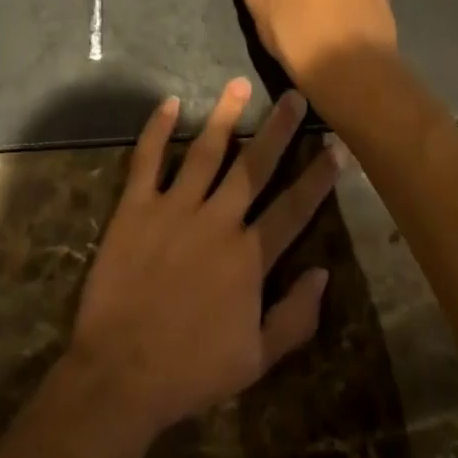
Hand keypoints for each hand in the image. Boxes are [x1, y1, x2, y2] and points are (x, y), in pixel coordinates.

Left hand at [64, 78, 339, 443]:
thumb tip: (323, 273)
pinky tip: (170, 103)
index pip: (293, 208)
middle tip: (294, 96)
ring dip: (225, 116)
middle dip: (278, 129)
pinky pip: (147, 159)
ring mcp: (174, 208)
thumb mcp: (256, 359)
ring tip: (239, 84)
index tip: (336, 145)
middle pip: (254, 166)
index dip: (318, 177)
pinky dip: (157, 129)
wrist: (121, 374)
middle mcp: (217, 221)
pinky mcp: (136, 207)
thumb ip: (295, 316)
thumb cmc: (191, 370)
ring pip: (206, 151)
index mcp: (249, 257)